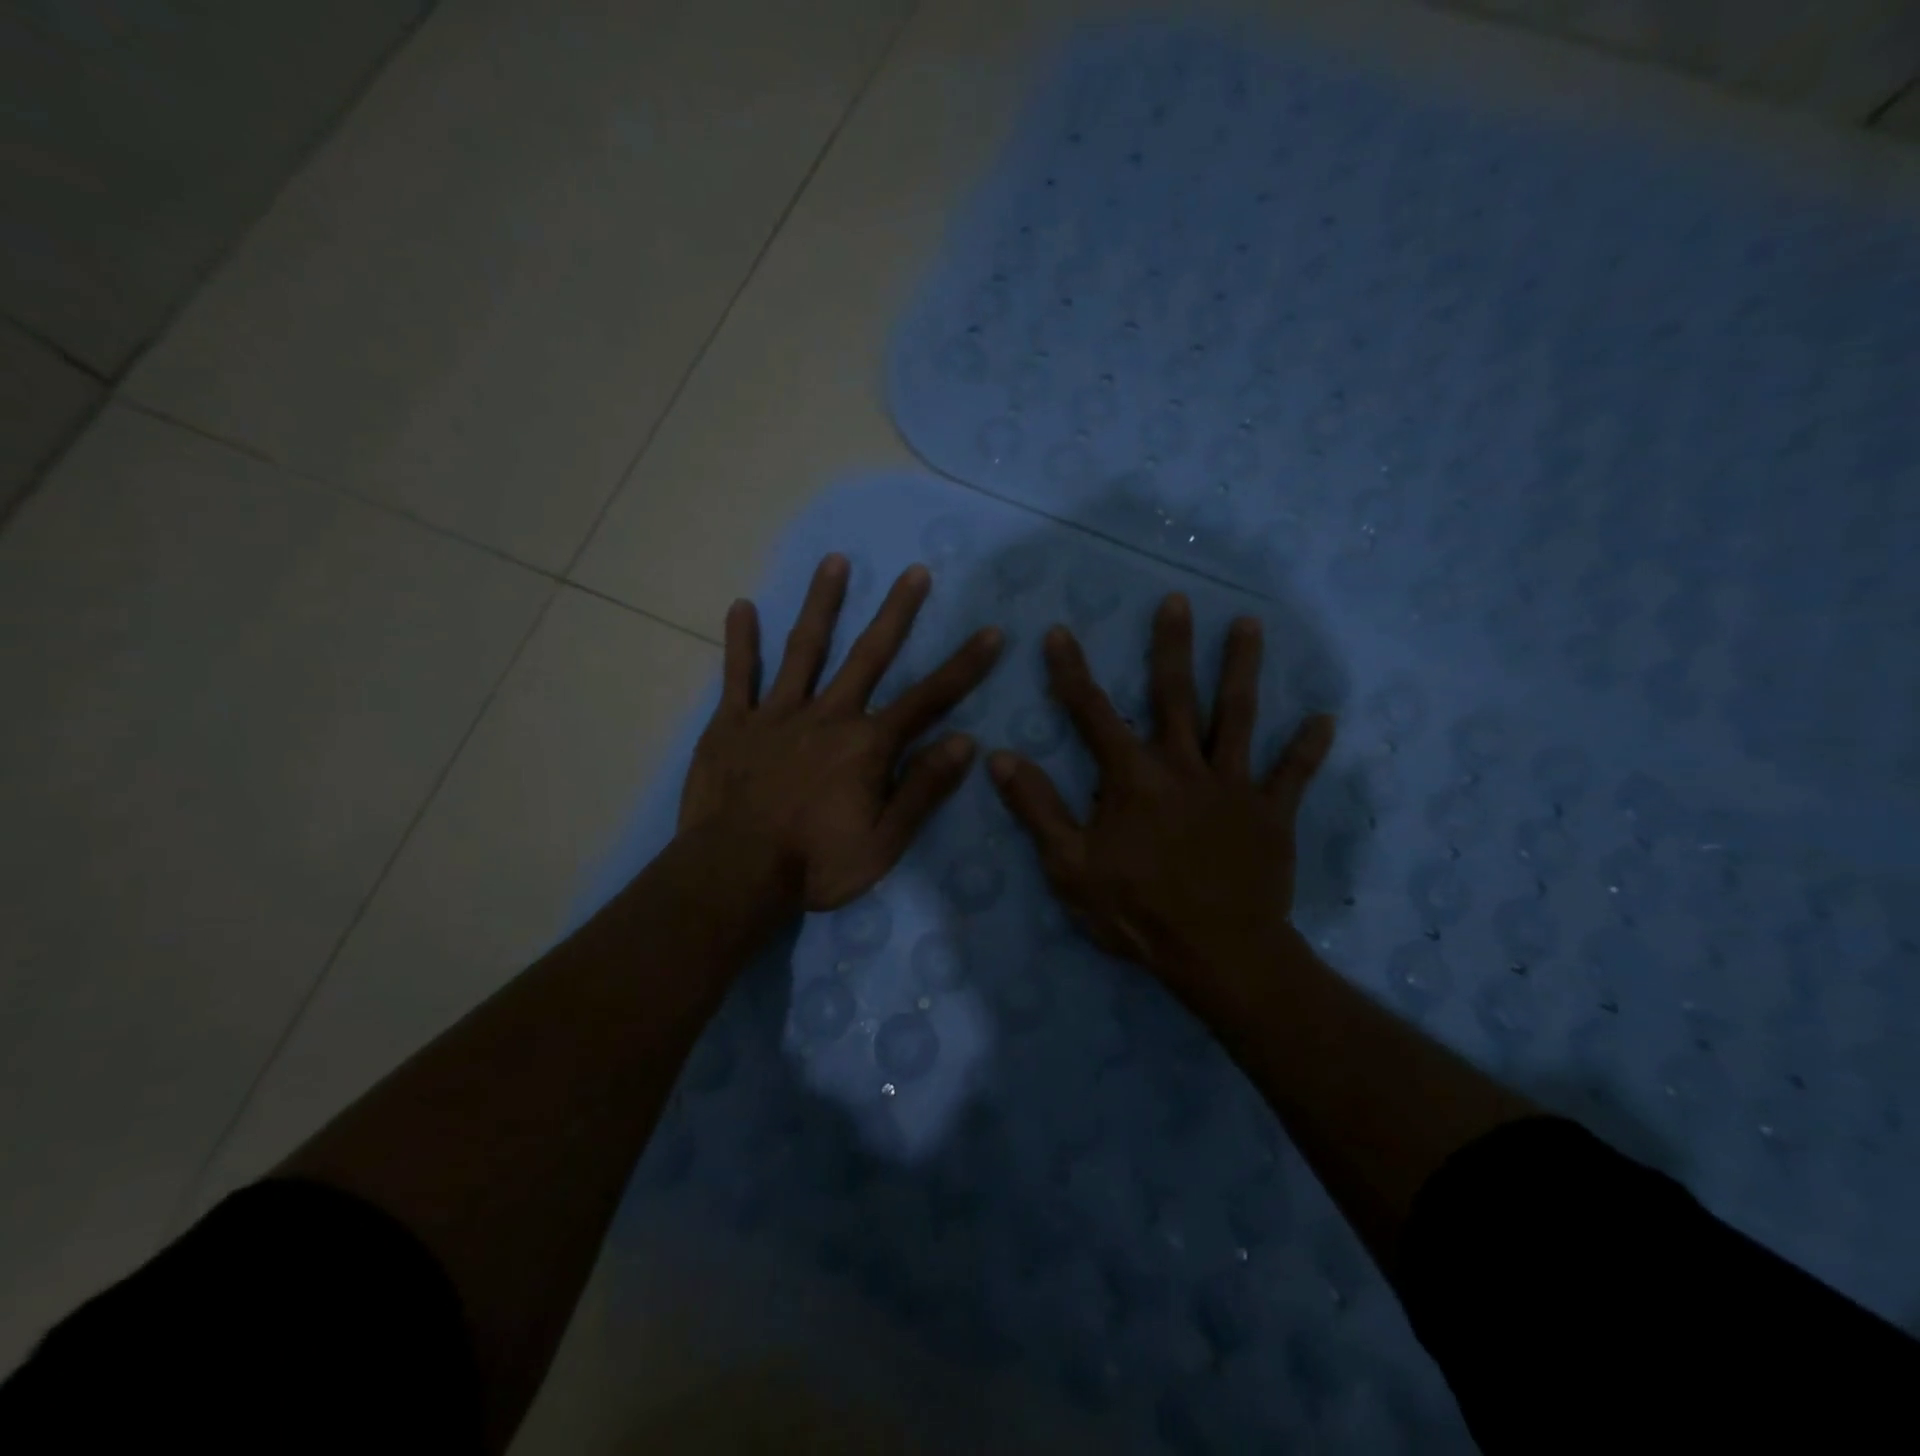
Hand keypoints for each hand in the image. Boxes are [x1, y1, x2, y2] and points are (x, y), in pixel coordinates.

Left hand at [679, 554, 1002, 911]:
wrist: (734, 876)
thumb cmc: (815, 864)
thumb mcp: (884, 841)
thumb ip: (923, 789)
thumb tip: (966, 742)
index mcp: (867, 745)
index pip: (928, 699)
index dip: (964, 666)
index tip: (990, 632)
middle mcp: (828, 715)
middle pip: (869, 655)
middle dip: (896, 612)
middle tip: (915, 571)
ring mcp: (777, 714)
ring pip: (804, 648)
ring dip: (823, 604)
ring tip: (836, 561)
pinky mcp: (733, 724)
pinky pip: (738, 675)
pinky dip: (741, 641)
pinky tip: (741, 606)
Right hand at [987, 594, 1333, 998]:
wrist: (1218, 953)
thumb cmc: (1136, 911)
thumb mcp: (1069, 866)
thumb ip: (1037, 808)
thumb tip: (1000, 757)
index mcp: (1133, 778)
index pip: (1093, 714)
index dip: (1072, 673)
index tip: (1059, 633)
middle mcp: (1184, 767)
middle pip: (1176, 696)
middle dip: (1172, 646)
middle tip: (1177, 600)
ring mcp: (1233, 786)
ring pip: (1237, 717)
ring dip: (1243, 669)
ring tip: (1249, 624)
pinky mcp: (1271, 813)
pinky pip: (1293, 775)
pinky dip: (1308, 748)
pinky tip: (1326, 719)